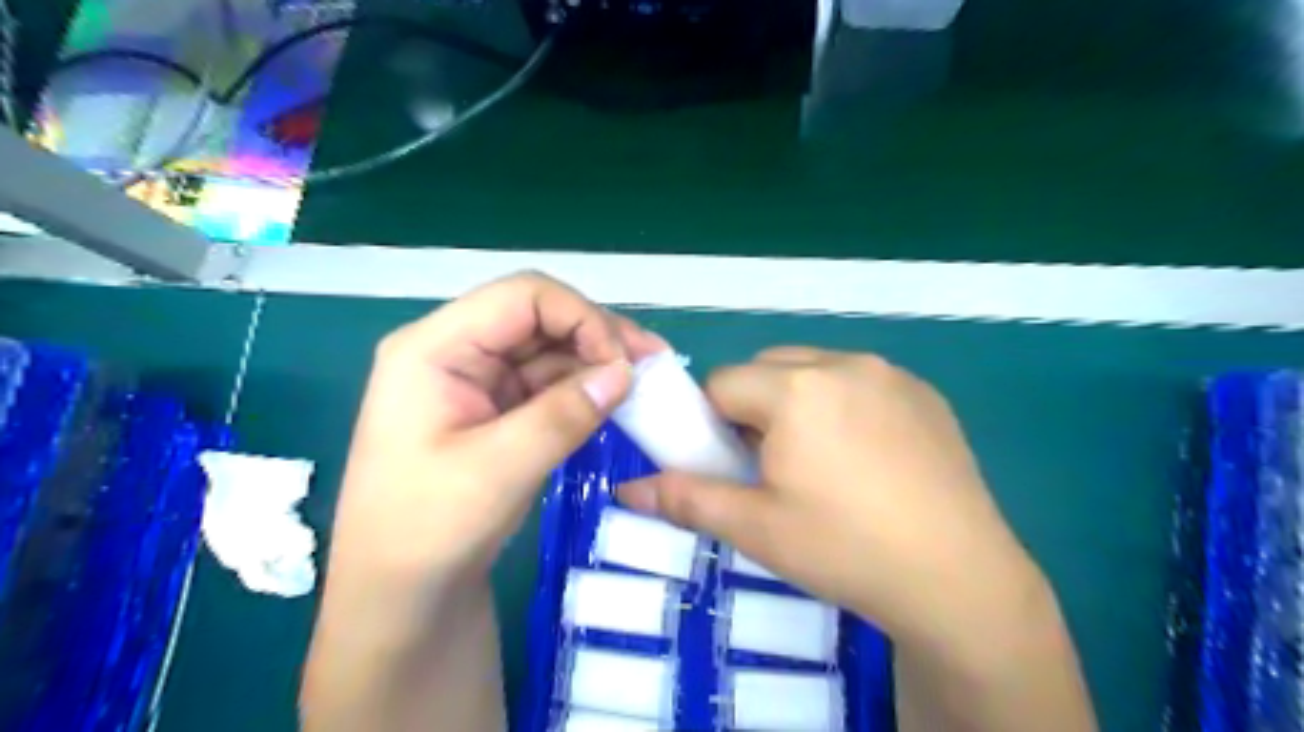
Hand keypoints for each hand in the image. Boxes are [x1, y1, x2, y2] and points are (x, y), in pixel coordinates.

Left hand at [302, 275, 665, 731]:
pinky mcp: (494, 409)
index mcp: (434, 348)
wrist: (400, 598)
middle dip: (597, 334)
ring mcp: (475, 381)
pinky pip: (547, 383)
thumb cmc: (427, 532)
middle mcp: (454, 351)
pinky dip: (584, 388)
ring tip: (645, 381)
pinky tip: (616, 400)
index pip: (521, 297)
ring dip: (596, 360)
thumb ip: (563, 415)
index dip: (581, 316)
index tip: (624, 362)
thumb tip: (626, 372)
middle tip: (653, 363)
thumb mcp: (497, 470)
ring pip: (548, 348)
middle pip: (538, 317)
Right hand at [619, 348, 1045, 652]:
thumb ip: (685, 499)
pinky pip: (862, 382)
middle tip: (773, 465)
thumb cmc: (844, 549)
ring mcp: (891, 374)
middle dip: (755, 407)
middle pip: (768, 369)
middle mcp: (843, 363)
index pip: (723, 384)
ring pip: (815, 371)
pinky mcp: (925, 393)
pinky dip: (845, 405)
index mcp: (797, 389)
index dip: (714, 422)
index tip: (731, 462)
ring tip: (821, 462)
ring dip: (800, 402)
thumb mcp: (755, 528)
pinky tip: (867, 459)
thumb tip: (626, 489)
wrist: (958, 579)